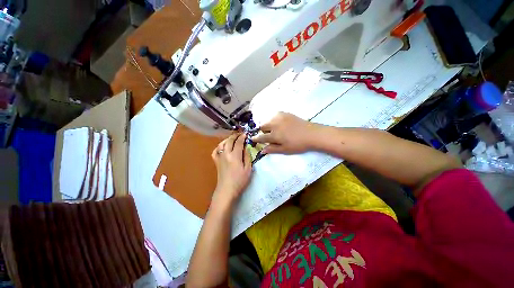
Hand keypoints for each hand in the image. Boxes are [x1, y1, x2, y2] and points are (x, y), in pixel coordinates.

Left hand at [211, 133, 251, 205]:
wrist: (227, 190)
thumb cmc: (239, 181)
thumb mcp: (248, 169)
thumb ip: (247, 156)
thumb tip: (246, 148)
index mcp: (235, 156)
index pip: (238, 142)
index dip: (242, 137)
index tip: (245, 134)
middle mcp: (226, 154)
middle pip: (229, 141)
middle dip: (235, 135)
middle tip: (239, 134)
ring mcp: (220, 157)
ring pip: (221, 144)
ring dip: (227, 139)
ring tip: (232, 138)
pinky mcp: (216, 161)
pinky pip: (215, 151)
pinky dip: (219, 147)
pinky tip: (222, 147)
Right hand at [252, 112, 321, 153]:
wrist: (311, 134)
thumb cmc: (298, 144)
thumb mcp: (285, 150)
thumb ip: (272, 149)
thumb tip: (262, 151)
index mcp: (274, 135)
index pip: (261, 137)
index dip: (256, 139)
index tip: (253, 139)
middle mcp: (274, 125)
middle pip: (262, 126)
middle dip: (263, 131)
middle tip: (269, 135)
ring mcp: (280, 117)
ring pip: (268, 120)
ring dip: (268, 125)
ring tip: (274, 129)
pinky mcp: (285, 113)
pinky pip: (275, 115)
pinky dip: (274, 119)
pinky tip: (279, 123)